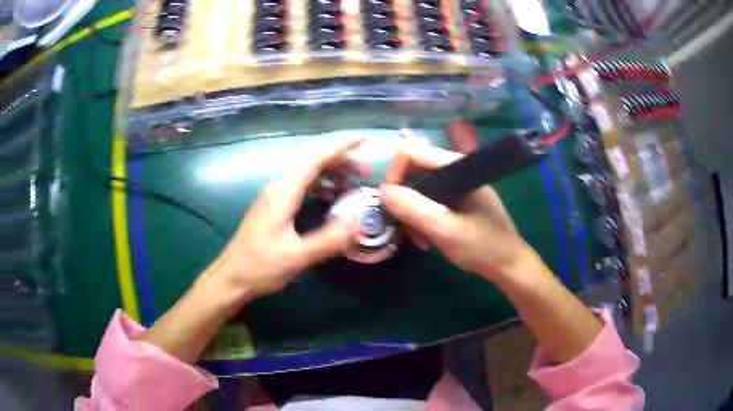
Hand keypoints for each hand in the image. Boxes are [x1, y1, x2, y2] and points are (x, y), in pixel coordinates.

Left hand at [208, 139, 361, 296]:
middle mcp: (278, 188)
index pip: (316, 160)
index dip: (341, 148)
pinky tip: (331, 200)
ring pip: (306, 175)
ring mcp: (273, 197)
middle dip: (340, 162)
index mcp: (284, 193)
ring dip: (331, 175)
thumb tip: (359, 223)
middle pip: (312, 163)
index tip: (363, 140)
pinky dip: (320, 187)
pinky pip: (300, 187)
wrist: (231, 277)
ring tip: (353, 186)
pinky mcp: (272, 207)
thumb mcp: (298, 256)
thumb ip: (329, 240)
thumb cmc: (261, 266)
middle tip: (365, 174)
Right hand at [380, 143, 527, 280]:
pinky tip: (427, 239)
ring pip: (419, 189)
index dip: (395, 175)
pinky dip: (422, 218)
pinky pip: (429, 201)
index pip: (411, 153)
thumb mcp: (445, 229)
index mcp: (456, 167)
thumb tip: (382, 191)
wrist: (509, 265)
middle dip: (403, 200)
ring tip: (419, 239)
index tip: (391, 206)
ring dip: (411, 213)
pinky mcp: (458, 200)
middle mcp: (455, 170)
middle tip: (405, 228)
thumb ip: (414, 208)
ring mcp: (457, 186)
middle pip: (413, 171)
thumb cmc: (482, 246)